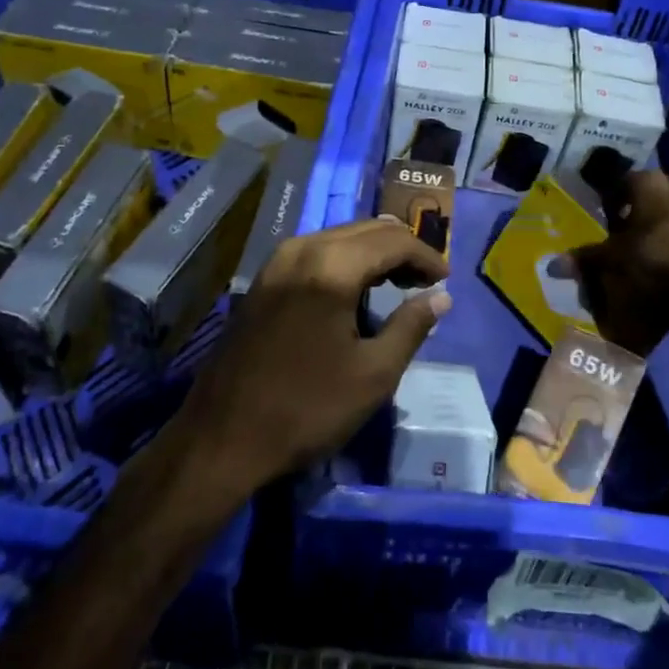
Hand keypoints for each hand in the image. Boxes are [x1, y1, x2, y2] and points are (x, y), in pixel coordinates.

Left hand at [176, 218, 450, 494]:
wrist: (222, 438)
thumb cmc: (306, 408)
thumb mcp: (373, 374)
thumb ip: (412, 326)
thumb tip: (440, 297)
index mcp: (332, 266)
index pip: (394, 241)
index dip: (426, 257)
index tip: (445, 281)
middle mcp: (303, 249)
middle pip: (367, 230)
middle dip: (402, 249)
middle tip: (426, 281)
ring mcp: (277, 262)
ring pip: (340, 237)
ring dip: (374, 253)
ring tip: (398, 283)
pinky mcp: (263, 280)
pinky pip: (317, 251)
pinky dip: (346, 260)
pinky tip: (356, 290)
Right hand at [568, 171, 668, 354]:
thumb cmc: (657, 261)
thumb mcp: (614, 262)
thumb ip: (586, 259)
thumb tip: (553, 264)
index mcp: (650, 185)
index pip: (625, 182)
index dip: (616, 200)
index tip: (610, 220)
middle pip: (657, 196)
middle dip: (646, 214)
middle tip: (635, 240)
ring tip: (665, 256)